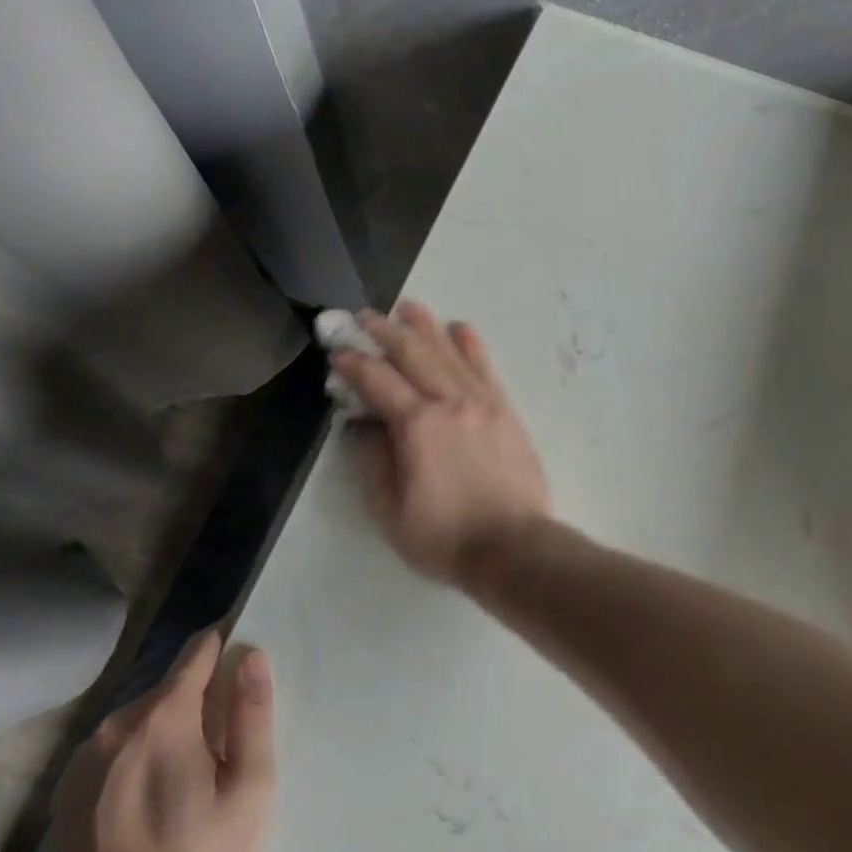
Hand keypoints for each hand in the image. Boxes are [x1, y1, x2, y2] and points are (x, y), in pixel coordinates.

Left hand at [41, 629, 275, 851]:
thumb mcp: (248, 788)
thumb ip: (252, 714)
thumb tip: (251, 655)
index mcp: (163, 715)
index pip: (198, 649)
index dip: (227, 645)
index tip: (247, 660)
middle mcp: (116, 725)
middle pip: (170, 687)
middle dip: (200, 699)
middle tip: (226, 739)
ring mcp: (83, 762)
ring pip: (140, 721)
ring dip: (167, 731)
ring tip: (191, 774)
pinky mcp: (64, 796)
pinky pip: (114, 753)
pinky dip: (137, 759)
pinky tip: (152, 800)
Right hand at [331, 302, 552, 584]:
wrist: (514, 545)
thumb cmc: (445, 537)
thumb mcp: (390, 510)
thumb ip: (374, 460)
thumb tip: (365, 424)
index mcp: (417, 426)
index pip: (378, 381)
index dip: (354, 362)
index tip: (338, 351)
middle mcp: (450, 401)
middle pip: (413, 354)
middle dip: (385, 331)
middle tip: (365, 315)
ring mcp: (482, 401)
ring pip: (449, 351)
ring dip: (426, 326)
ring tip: (408, 307)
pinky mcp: (505, 408)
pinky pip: (485, 366)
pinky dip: (471, 344)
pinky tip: (460, 327)